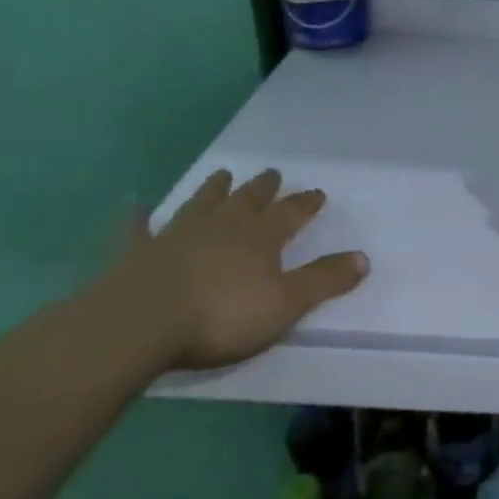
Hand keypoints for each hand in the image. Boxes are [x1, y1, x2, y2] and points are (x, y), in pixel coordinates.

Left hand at [97, 170, 367, 370]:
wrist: (140, 324)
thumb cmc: (222, 316)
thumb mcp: (286, 304)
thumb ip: (324, 280)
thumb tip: (364, 258)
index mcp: (260, 237)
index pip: (290, 213)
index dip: (305, 203)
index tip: (317, 193)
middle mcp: (222, 226)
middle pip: (247, 200)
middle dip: (263, 188)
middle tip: (271, 173)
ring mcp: (177, 235)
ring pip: (201, 204)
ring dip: (213, 190)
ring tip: (222, 175)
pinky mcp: (138, 253)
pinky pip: (138, 229)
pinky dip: (138, 217)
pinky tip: (133, 206)